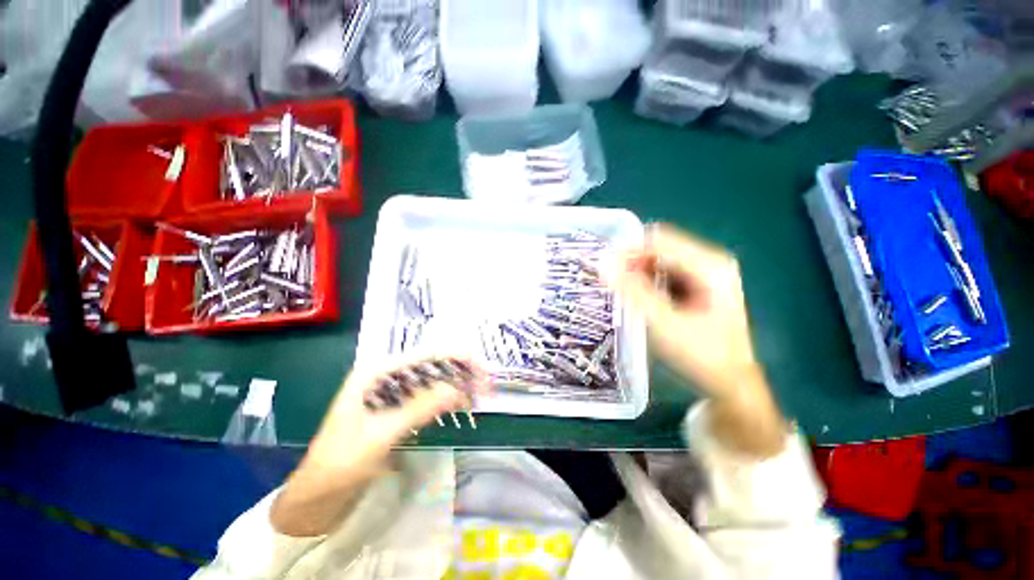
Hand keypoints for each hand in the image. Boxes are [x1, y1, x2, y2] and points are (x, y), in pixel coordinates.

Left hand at [271, 356, 489, 535]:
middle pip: (431, 364)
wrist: (316, 498)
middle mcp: (385, 376)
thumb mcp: (381, 435)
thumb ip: (420, 408)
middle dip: (459, 371)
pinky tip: (458, 406)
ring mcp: (390, 393)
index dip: (456, 358)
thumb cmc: (340, 464)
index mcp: (376, 372)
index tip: (481, 369)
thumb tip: (458, 389)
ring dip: (455, 384)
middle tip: (485, 385)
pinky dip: (445, 399)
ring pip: (431, 380)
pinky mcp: (395, 409)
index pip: (424, 355)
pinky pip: (426, 397)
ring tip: (477, 395)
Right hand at [611, 224, 785, 456]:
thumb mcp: (664, 324)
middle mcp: (709, 261)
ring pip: (659, 259)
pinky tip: (636, 296)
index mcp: (709, 266)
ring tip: (619, 290)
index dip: (628, 251)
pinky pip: (663, 271)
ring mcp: (704, 272)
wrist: (729, 382)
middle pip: (659, 247)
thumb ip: (633, 292)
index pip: (659, 241)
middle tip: (609, 281)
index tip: (603, 267)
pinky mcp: (697, 283)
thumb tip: (603, 266)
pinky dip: (645, 279)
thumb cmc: (701, 356)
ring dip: (636, 271)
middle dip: (631, 261)